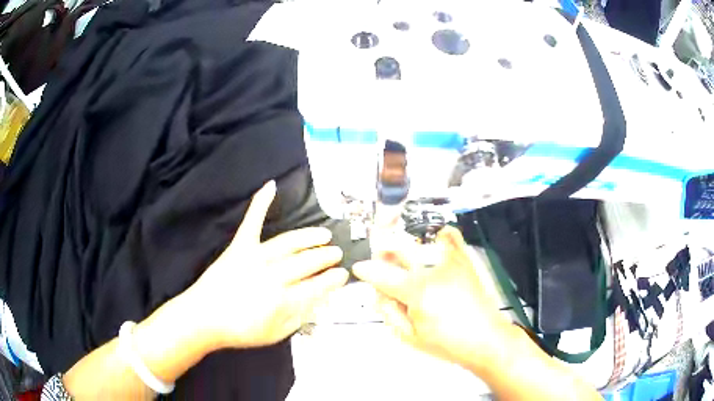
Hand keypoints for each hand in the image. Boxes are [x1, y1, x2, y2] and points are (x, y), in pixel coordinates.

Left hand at [185, 180, 348, 349]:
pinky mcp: (239, 247)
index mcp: (282, 300)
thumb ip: (300, 317)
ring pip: (289, 243)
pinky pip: (252, 222)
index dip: (333, 279)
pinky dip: (261, 203)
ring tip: (324, 235)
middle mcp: (272, 276)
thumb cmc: (240, 331)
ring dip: (309, 237)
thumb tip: (320, 301)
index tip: (343, 274)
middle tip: (337, 253)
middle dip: (325, 257)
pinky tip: (271, 186)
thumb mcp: (276, 334)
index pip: (316, 286)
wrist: (204, 318)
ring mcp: (255, 257)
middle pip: (306, 262)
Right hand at [353, 226, 516, 372]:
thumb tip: (379, 291)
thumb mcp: (409, 337)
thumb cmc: (447, 343)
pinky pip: (450, 237)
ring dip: (406, 248)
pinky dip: (440, 235)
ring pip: (420, 243)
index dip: (366, 270)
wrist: (486, 339)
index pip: (381, 274)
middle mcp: (432, 270)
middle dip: (384, 254)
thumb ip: (389, 312)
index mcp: (417, 291)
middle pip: (398, 250)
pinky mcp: (465, 261)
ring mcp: (451, 262)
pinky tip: (436, 241)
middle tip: (383, 262)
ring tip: (407, 259)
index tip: (359, 268)